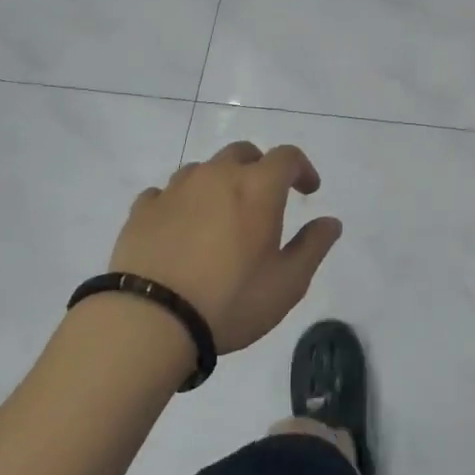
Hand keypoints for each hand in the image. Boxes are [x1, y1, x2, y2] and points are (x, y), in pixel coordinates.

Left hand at [111, 142, 341, 353]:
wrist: (150, 320)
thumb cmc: (230, 301)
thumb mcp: (287, 283)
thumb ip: (313, 246)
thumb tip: (331, 221)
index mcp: (257, 187)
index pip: (287, 156)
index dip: (302, 169)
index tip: (309, 191)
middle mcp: (217, 176)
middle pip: (243, 153)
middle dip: (260, 168)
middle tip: (265, 199)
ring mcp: (175, 189)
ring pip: (203, 169)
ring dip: (219, 183)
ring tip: (220, 216)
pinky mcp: (143, 209)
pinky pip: (166, 192)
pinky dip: (181, 202)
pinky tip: (180, 227)